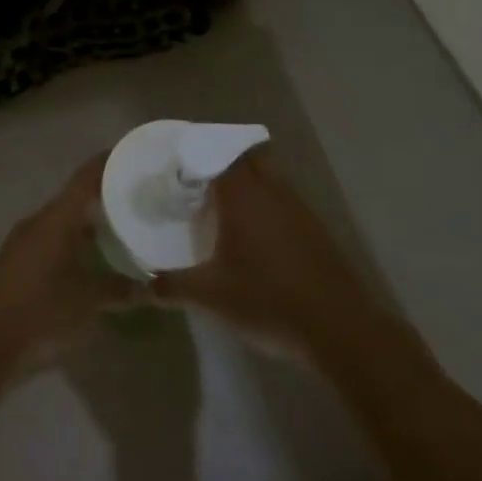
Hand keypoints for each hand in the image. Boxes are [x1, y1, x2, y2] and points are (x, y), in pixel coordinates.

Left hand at [0, 155, 133, 373]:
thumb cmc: (39, 311)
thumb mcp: (88, 301)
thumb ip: (121, 289)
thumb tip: (153, 286)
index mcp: (56, 217)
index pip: (86, 177)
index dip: (109, 162)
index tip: (135, 154)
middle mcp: (40, 220)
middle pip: (76, 196)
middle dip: (106, 194)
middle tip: (139, 196)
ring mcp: (26, 241)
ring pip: (65, 220)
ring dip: (91, 221)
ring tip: (124, 226)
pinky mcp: (19, 263)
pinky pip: (55, 240)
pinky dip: (77, 242)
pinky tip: (95, 259)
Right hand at [151, 149, 373, 357]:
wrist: (339, 329)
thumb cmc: (267, 300)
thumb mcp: (211, 296)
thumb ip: (173, 287)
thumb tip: (142, 287)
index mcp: (242, 195)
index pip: (217, 153)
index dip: (198, 152)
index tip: (178, 161)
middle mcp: (271, 191)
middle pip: (248, 155)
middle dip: (225, 158)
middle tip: (200, 177)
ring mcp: (298, 208)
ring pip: (270, 176)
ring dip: (249, 180)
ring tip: (224, 203)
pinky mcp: (315, 230)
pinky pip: (284, 200)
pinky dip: (267, 203)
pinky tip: (256, 233)